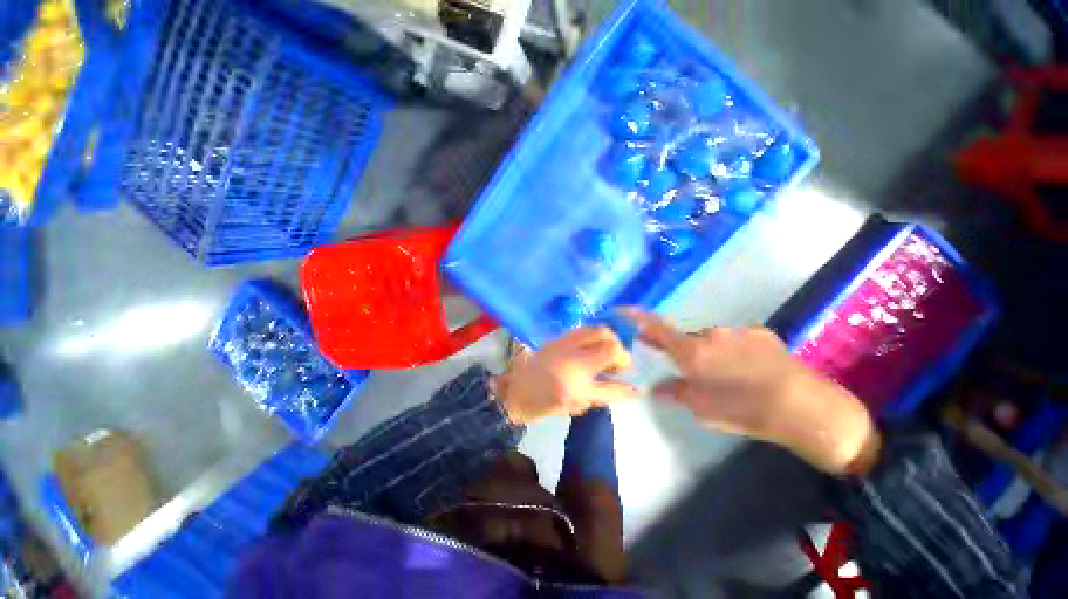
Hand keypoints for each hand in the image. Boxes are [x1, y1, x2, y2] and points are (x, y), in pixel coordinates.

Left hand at [494, 327, 636, 424]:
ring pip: (599, 331)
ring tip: (608, 351)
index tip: (635, 386)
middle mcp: (572, 361)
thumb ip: (600, 395)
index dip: (626, 386)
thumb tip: (626, 388)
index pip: (610, 385)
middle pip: (609, 345)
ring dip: (610, 340)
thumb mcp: (573, 407)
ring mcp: (565, 345)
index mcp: (574, 386)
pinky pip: (585, 329)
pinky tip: (594, 345)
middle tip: (619, 364)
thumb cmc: (541, 404)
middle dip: (621, 354)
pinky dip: (595, 335)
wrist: (513, 390)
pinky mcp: (558, 337)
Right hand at [624, 309, 879, 474]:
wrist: (807, 409)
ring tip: (727, 378)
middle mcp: (710, 334)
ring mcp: (737, 331)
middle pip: (685, 337)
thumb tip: (656, 388)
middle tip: (687, 370)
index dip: (636, 316)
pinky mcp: (760, 333)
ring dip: (709, 353)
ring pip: (711, 339)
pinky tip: (749, 371)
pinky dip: (732, 351)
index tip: (622, 309)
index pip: (655, 326)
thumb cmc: (745, 411)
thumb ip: (676, 393)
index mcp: (692, 351)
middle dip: (681, 350)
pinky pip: (734, 339)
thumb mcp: (703, 408)